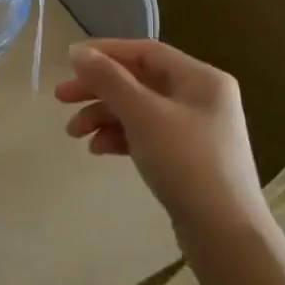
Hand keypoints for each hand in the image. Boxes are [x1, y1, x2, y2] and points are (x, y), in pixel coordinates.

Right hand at [56, 39, 268, 254]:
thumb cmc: (186, 162)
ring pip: (138, 109)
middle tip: (61, 98)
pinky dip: (119, 137)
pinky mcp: (186, 157)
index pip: (145, 51)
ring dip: (103, 116)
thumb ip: (109, 80)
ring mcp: (195, 129)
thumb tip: (77, 52)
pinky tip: (98, 150)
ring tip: (74, 133)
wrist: (224, 233)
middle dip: (98, 89)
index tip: (68, 62)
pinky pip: (145, 134)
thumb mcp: (143, 115)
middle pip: (138, 81)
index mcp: (201, 78)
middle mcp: (201, 97)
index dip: (105, 52)